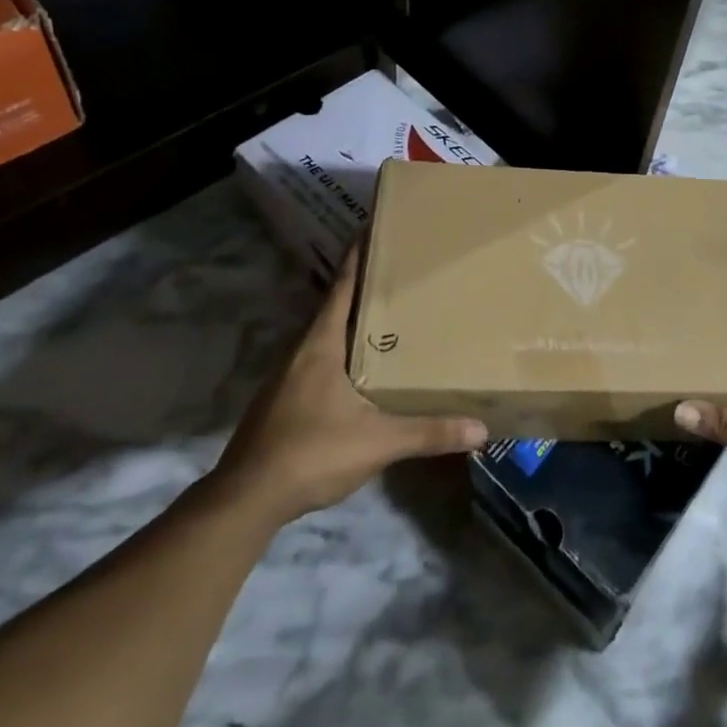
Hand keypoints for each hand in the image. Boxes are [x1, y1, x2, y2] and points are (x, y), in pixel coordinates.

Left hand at [211, 248, 487, 526]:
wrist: (245, 501)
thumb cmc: (312, 453)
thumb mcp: (378, 442)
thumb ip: (428, 432)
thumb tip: (481, 428)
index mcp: (321, 344)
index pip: (343, 285)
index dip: (358, 254)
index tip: (371, 225)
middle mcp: (301, 350)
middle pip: (335, 306)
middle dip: (363, 287)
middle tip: (397, 272)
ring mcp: (286, 377)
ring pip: (324, 336)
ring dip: (350, 322)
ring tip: (384, 317)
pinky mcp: (280, 402)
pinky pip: (316, 361)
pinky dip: (339, 352)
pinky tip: (357, 371)